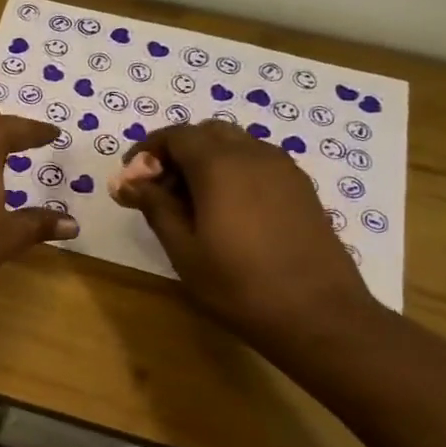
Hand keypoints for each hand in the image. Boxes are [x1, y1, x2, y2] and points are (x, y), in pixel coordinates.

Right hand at [113, 121, 375, 340]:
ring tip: (190, 203)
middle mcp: (254, 154)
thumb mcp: (184, 250)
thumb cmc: (238, 285)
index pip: (176, 135)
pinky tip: (226, 211)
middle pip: (207, 133)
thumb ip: (155, 207)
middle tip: (159, 189)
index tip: (131, 179)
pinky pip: (258, 162)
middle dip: (177, 151)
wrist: (318, 313)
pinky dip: (233, 171)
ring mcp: (283, 169)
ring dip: (206, 160)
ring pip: (236, 145)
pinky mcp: (301, 187)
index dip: (147, 150)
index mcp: (220, 166)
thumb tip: (128, 182)